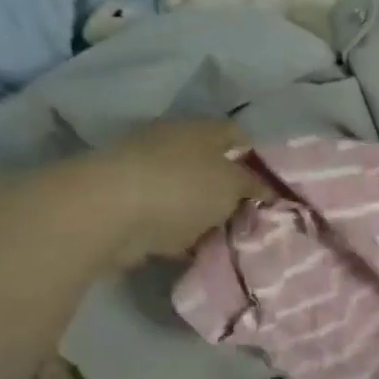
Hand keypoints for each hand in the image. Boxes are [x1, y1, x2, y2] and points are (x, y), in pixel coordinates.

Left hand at [75, 119, 269, 265]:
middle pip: (212, 164)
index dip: (257, 157)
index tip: (271, 185)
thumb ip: (254, 186)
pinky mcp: (127, 202)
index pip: (237, 134)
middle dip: (231, 189)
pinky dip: (181, 231)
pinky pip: (167, 216)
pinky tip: (197, 249)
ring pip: (190, 192)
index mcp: (200, 129)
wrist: (107, 212)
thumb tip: (267, 189)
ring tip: (228, 237)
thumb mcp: (234, 184)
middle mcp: (172, 143)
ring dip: (206, 212)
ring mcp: (146, 172)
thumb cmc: (182, 187)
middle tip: (253, 215)